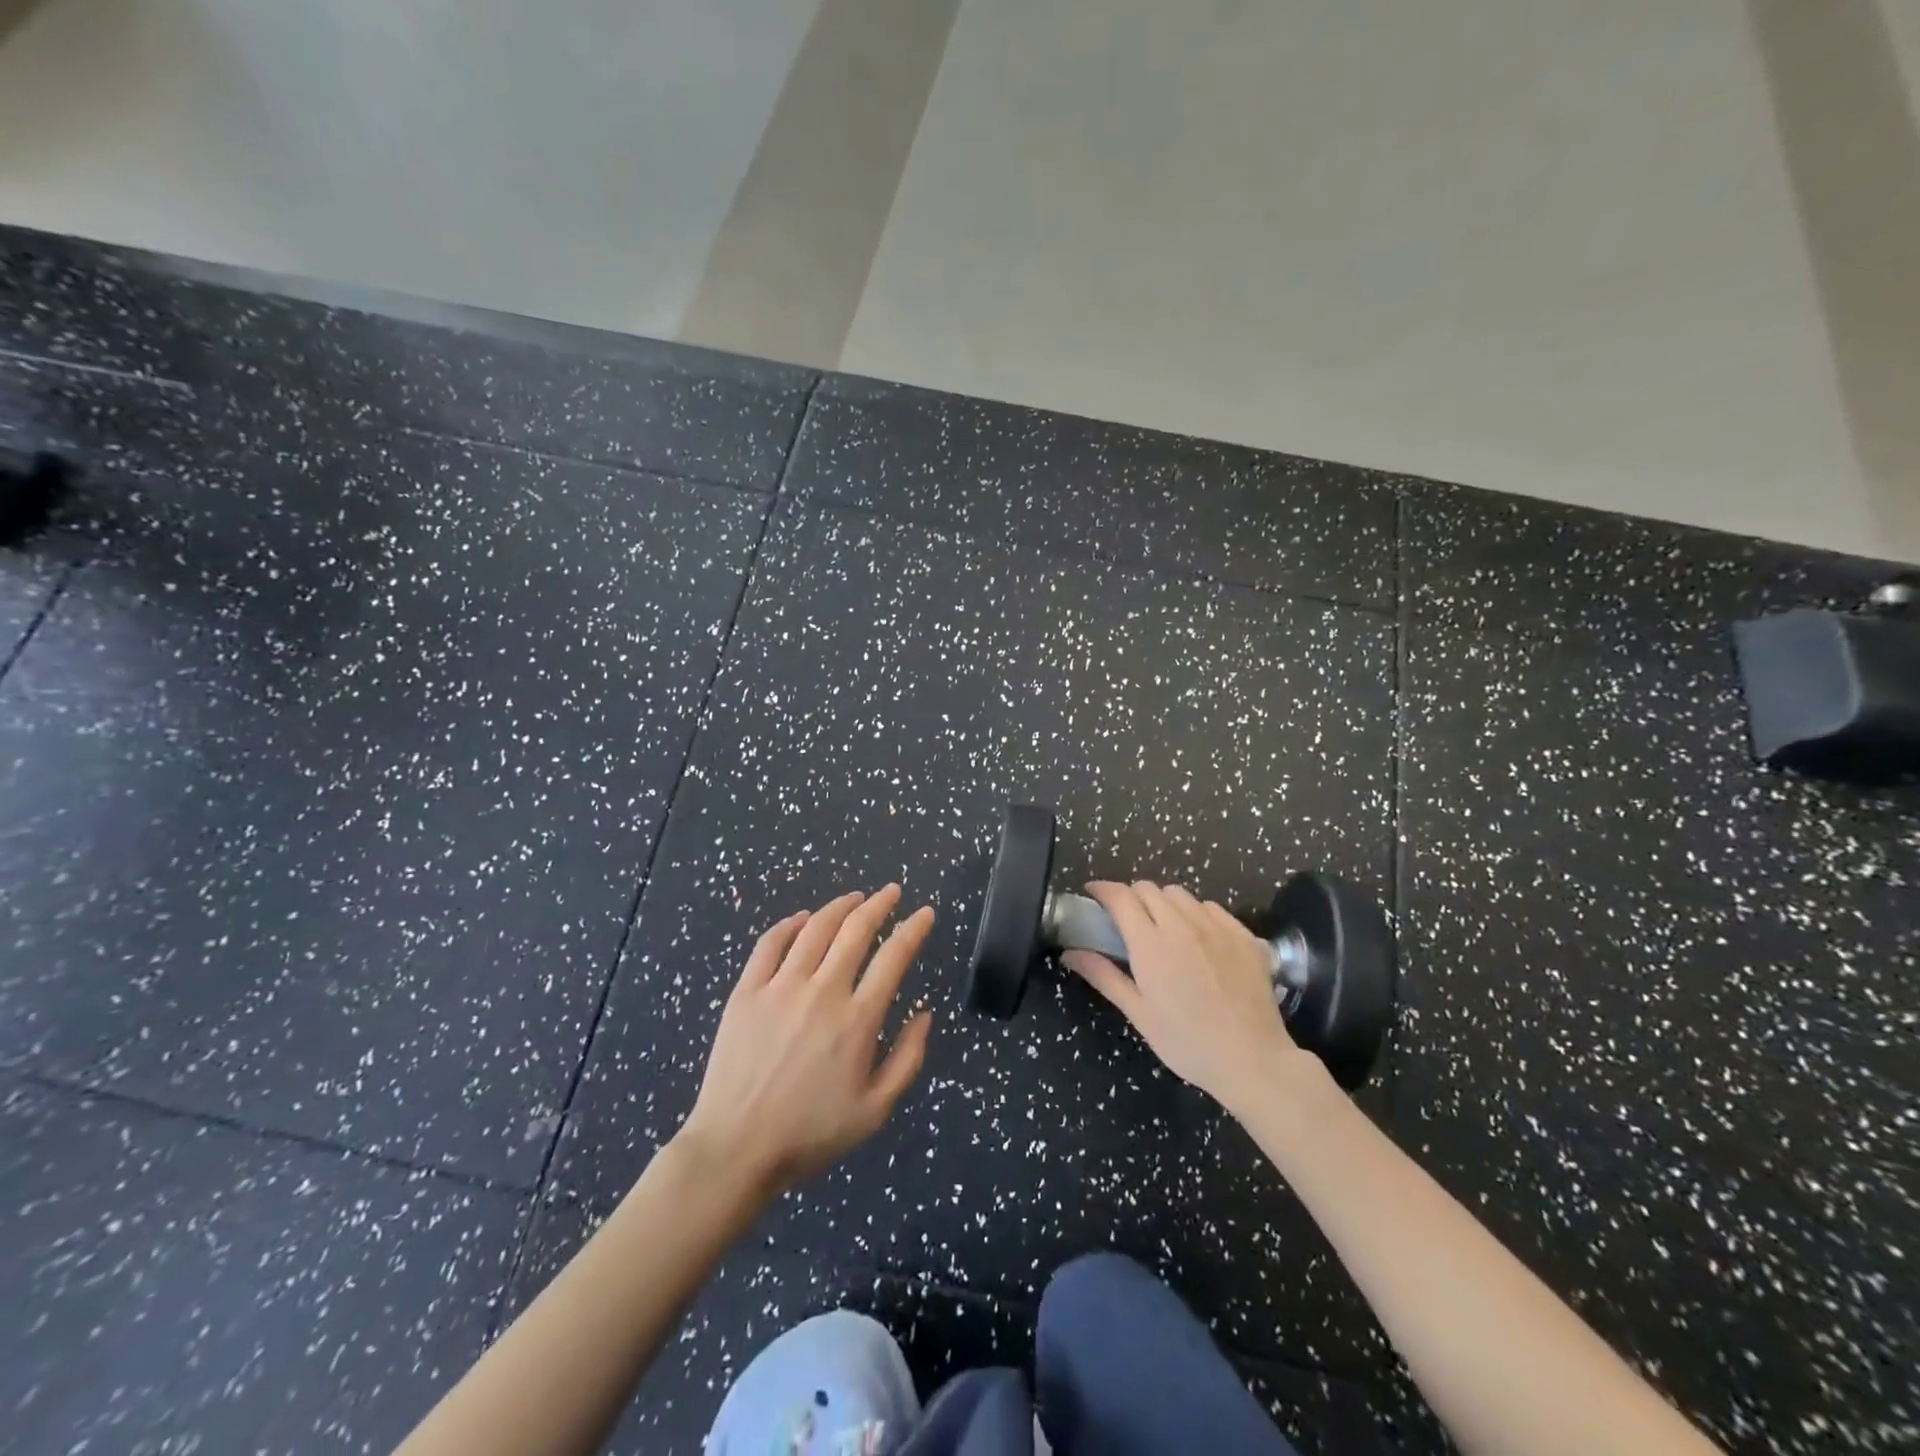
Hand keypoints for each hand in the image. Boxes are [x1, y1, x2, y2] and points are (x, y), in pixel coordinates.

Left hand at [679, 886, 934, 1197]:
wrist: (736, 1149)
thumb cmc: (810, 1134)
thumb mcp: (875, 1111)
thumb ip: (908, 1060)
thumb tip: (924, 1013)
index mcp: (857, 1020)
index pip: (894, 957)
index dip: (914, 929)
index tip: (925, 913)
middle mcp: (822, 992)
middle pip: (856, 930)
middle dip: (880, 904)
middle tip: (892, 891)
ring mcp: (780, 987)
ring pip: (815, 928)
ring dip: (840, 906)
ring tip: (855, 897)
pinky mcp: (747, 992)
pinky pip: (770, 943)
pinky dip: (790, 924)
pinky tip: (803, 918)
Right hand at [1061, 880, 1312, 1117]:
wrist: (1253, 1059)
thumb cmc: (1187, 1042)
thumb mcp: (1138, 1013)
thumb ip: (1103, 975)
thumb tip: (1070, 953)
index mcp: (1151, 944)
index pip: (1120, 897)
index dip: (1102, 890)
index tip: (1092, 895)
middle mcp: (1182, 925)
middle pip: (1148, 889)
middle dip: (1131, 897)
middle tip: (1126, 920)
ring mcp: (1216, 926)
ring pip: (1180, 894)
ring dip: (1163, 903)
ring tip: (1163, 927)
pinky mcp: (1243, 934)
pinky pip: (1211, 907)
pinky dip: (1196, 913)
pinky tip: (1198, 938)